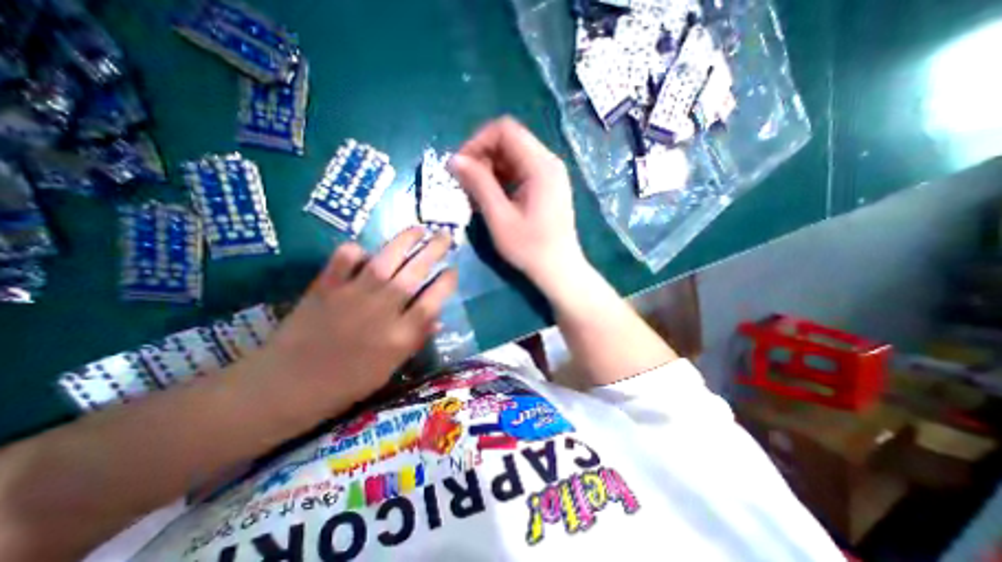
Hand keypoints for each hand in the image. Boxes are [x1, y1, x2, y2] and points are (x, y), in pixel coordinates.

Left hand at [258, 228, 458, 403]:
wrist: (287, 387)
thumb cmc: (347, 383)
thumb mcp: (390, 368)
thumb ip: (416, 340)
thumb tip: (438, 319)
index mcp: (400, 334)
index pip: (433, 300)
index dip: (447, 282)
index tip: (453, 270)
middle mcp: (382, 309)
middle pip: (416, 272)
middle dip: (435, 250)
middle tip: (445, 236)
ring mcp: (353, 295)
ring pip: (386, 259)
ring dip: (405, 241)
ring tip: (419, 229)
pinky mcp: (326, 287)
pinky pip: (344, 259)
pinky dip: (355, 251)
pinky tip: (364, 251)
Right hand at [453, 116, 588, 295]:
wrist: (559, 270)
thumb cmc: (530, 248)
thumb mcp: (499, 217)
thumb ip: (478, 184)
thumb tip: (455, 160)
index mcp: (540, 165)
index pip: (505, 130)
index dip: (478, 141)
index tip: (461, 165)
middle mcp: (549, 162)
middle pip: (509, 141)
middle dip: (482, 156)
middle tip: (465, 183)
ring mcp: (550, 175)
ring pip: (513, 156)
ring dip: (490, 169)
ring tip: (475, 193)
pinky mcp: (548, 187)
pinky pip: (520, 171)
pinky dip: (502, 179)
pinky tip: (492, 198)